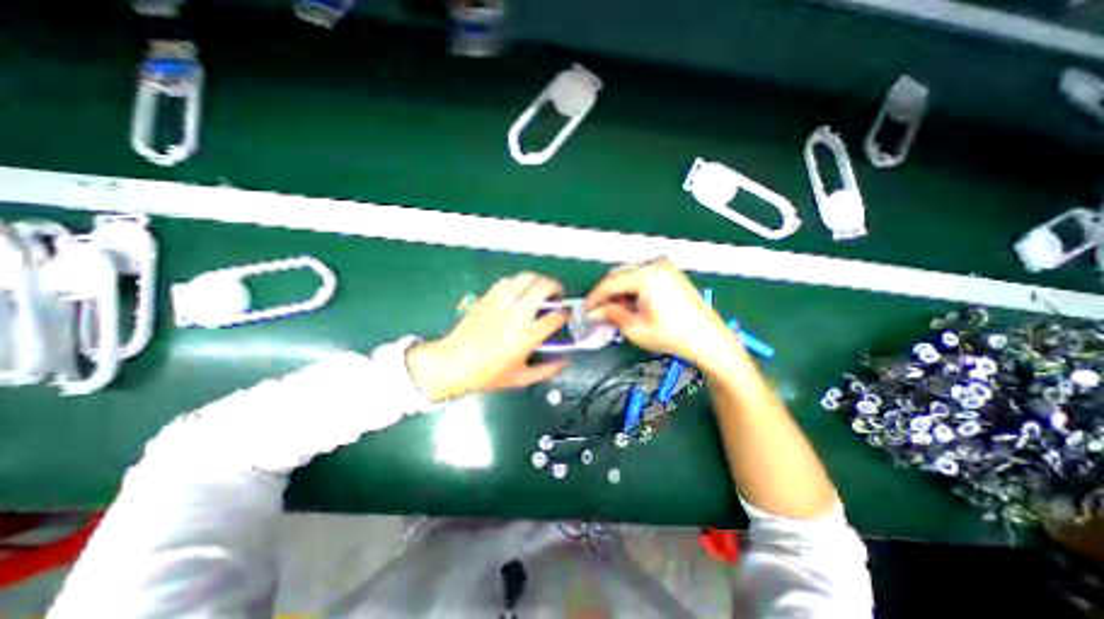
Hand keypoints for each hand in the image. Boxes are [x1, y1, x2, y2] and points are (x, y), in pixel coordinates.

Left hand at [404, 271, 568, 400]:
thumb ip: (547, 371)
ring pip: (527, 278)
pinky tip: (519, 291)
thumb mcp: (521, 378)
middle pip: (545, 287)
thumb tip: (564, 362)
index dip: (567, 314)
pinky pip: (509, 280)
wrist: (453, 363)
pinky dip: (519, 282)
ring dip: (539, 281)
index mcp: (528, 335)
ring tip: (540, 289)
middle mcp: (518, 314)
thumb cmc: (487, 374)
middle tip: (558, 296)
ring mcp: (502, 302)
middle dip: (557, 288)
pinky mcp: (488, 297)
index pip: (556, 316)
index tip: (567, 316)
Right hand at [579, 257, 740, 369]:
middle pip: (619, 276)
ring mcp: (665, 268)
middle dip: (607, 295)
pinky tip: (633, 306)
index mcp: (647, 275)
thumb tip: (593, 312)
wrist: (709, 340)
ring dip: (619, 292)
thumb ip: (611, 315)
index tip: (585, 311)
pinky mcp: (671, 274)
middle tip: (599, 314)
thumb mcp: (635, 328)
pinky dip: (633, 290)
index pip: (610, 283)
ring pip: (630, 275)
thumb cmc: (673, 336)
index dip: (594, 298)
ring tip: (617, 312)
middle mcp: (655, 265)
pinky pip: (643, 277)